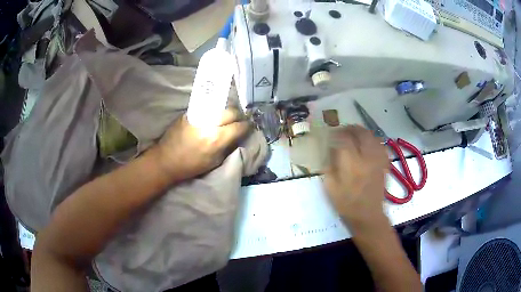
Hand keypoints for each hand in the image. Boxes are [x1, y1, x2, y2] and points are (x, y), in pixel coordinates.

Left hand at [155, 108, 250, 180]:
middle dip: (238, 116)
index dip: (247, 127)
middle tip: (238, 121)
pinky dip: (215, 111)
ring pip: (221, 106)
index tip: (248, 128)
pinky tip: (214, 117)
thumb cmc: (192, 165)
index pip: (239, 126)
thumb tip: (237, 136)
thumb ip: (228, 146)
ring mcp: (199, 114)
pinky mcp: (190, 111)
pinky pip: (208, 107)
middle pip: (232, 111)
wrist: (167, 159)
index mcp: (217, 138)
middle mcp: (209, 123)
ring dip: (227, 112)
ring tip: (227, 118)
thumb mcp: (215, 161)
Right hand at [324, 125, 389, 227]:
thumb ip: (329, 166)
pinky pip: (380, 145)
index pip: (345, 139)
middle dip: (351, 129)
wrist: (367, 215)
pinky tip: (367, 144)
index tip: (331, 135)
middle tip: (343, 131)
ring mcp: (378, 160)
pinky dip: (373, 140)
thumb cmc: (346, 203)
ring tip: (354, 135)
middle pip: (361, 133)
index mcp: (352, 164)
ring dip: (362, 132)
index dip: (337, 133)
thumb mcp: (330, 187)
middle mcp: (367, 158)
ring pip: (372, 136)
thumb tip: (330, 149)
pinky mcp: (384, 164)